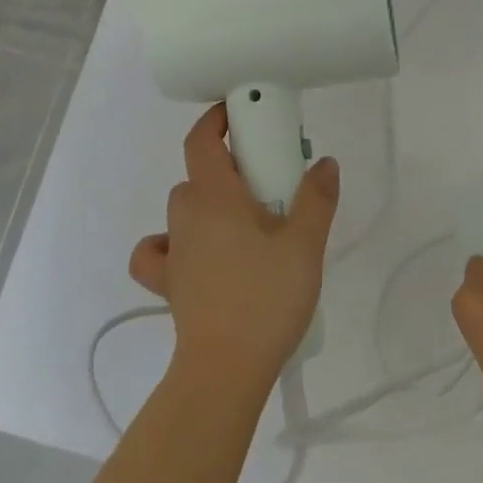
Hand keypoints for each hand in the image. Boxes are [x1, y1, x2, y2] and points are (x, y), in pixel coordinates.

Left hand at [128, 103, 339, 390]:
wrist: (225, 370)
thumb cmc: (266, 298)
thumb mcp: (306, 244)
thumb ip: (317, 198)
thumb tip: (325, 162)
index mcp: (215, 196)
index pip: (201, 140)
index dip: (217, 119)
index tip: (244, 113)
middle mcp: (186, 215)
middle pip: (201, 173)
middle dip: (232, 168)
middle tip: (273, 184)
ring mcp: (173, 251)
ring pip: (185, 207)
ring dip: (211, 203)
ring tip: (248, 224)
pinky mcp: (168, 284)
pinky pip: (158, 251)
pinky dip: (171, 244)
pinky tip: (194, 254)